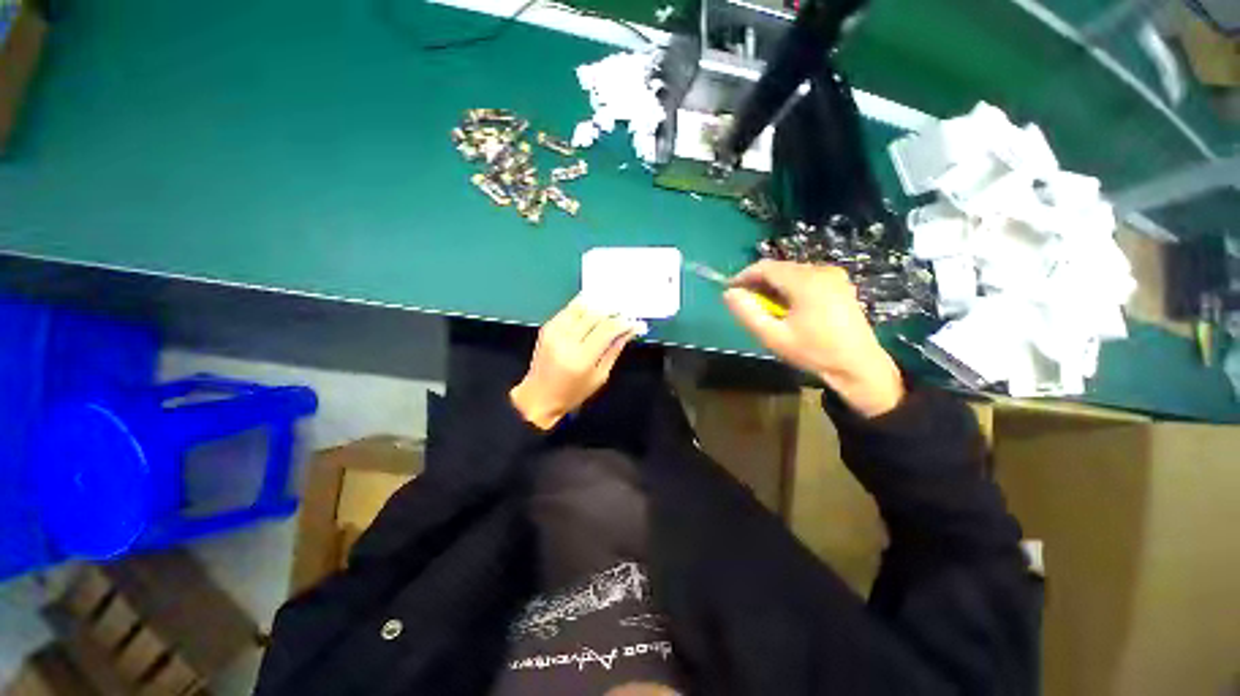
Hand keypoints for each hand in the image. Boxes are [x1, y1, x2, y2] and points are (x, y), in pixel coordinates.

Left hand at [510, 297, 636, 429]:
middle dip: (613, 311)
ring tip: (611, 307)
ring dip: (598, 305)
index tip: (634, 322)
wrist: (540, 396)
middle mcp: (566, 341)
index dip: (623, 322)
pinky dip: (583, 306)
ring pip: (581, 308)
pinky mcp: (547, 327)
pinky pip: (569, 310)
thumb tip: (628, 331)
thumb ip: (614, 350)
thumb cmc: (573, 393)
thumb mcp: (600, 376)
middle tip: (625, 312)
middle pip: (595, 315)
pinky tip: (593, 308)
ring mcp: (554, 332)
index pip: (607, 329)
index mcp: (581, 358)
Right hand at [723, 260, 904, 417]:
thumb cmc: (813, 352)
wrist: (858, 365)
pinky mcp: (839, 283)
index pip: (765, 267)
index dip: (743, 276)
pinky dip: (789, 287)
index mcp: (806, 282)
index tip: (730, 291)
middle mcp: (821, 270)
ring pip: (792, 272)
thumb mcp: (774, 337)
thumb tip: (729, 293)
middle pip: (779, 268)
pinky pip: (805, 277)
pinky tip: (787, 307)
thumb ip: (748, 313)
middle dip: (758, 282)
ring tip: (765, 308)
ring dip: (773, 286)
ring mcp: (834, 275)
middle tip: (746, 303)